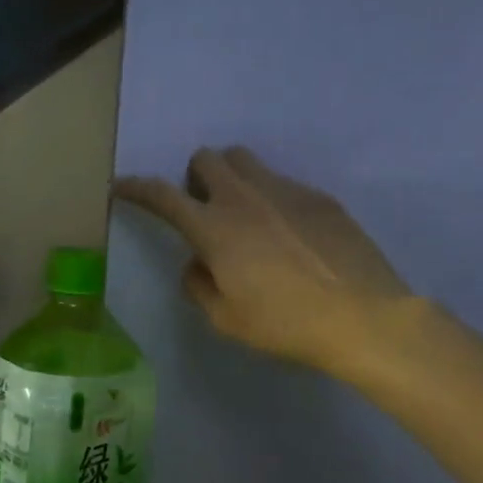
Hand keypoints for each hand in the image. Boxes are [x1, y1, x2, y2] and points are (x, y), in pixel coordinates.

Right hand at [115, 146, 414, 377]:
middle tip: (204, 211)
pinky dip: (269, 198)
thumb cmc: (284, 323)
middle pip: (206, 158)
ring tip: (244, 216)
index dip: (136, 188)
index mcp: (214, 228)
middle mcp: (244, 197)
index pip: (162, 195)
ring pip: (244, 161)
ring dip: (230, 178)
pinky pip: (280, 182)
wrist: (362, 316)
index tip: (120, 187)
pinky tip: (287, 235)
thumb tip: (197, 263)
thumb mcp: (226, 319)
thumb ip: (199, 285)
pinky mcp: (318, 196)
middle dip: (194, 178)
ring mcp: (284, 190)